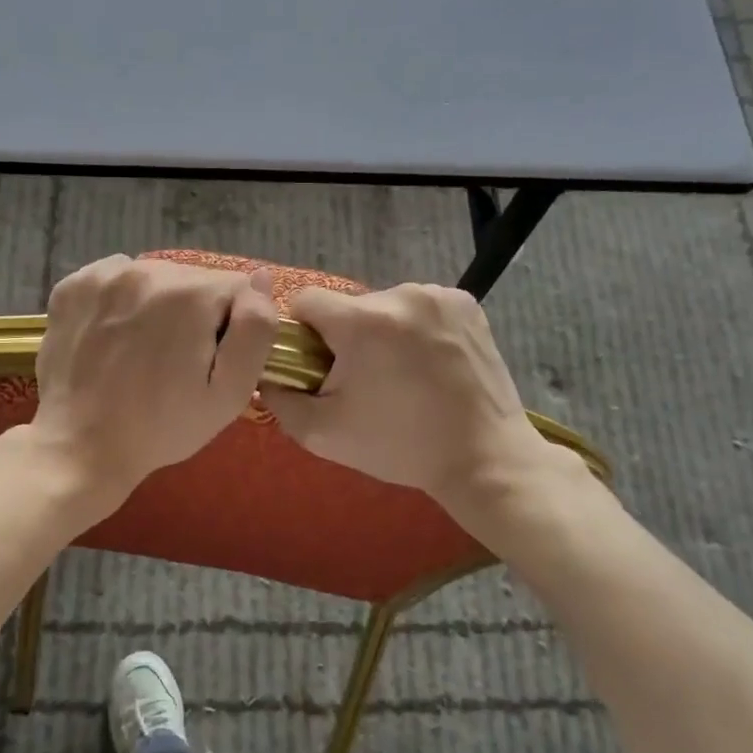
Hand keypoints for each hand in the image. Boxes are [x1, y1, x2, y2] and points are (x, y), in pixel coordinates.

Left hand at [27, 254, 277, 516]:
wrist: (82, 447)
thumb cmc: (163, 427)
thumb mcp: (230, 393)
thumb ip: (256, 329)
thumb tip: (262, 277)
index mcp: (190, 294)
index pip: (237, 288)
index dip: (233, 326)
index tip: (211, 360)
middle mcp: (146, 270)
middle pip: (194, 280)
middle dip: (195, 313)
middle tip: (177, 361)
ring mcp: (102, 276)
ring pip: (155, 277)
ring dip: (158, 304)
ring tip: (143, 350)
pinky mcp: (71, 286)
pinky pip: (115, 278)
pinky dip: (121, 300)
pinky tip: (115, 336)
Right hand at [258, 283, 583, 524]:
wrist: (484, 458)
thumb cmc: (400, 447)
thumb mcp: (323, 434)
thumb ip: (280, 400)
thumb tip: (267, 375)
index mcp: (363, 322)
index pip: (306, 300)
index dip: (302, 333)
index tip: (317, 366)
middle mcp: (401, 295)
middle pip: (349, 306)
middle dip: (346, 337)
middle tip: (363, 381)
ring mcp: (438, 296)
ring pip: (385, 306)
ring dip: (382, 332)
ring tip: (401, 375)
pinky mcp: (466, 303)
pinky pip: (420, 307)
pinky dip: (415, 329)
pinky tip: (428, 363)